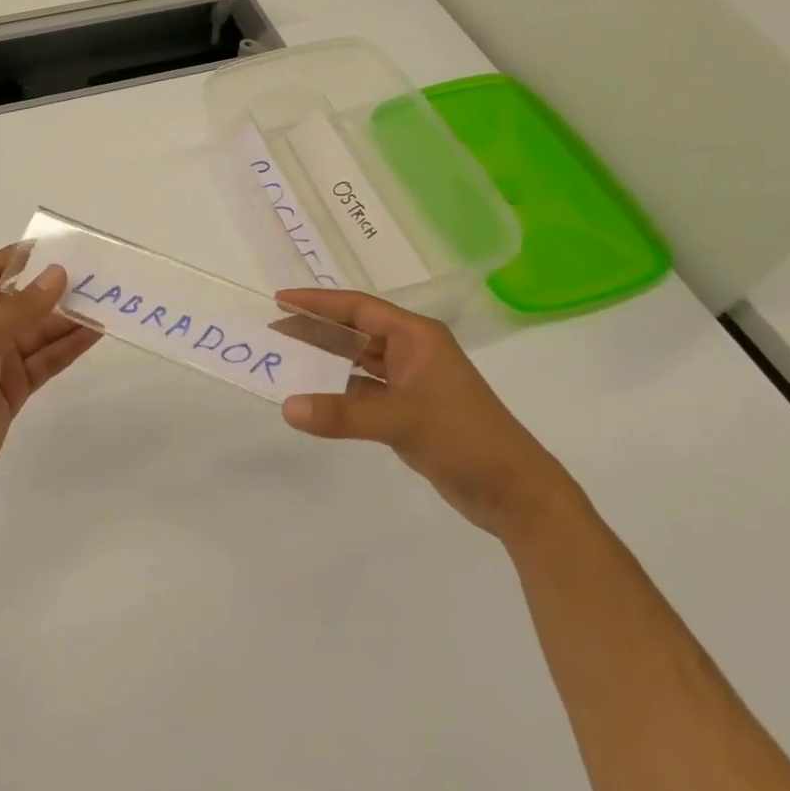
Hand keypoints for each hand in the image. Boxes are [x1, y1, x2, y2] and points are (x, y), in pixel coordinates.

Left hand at [0, 249, 101, 514]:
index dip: (24, 255)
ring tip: (107, 303)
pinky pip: (47, 360)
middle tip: (101, 276)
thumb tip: (59, 273)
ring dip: (71, 319)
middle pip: (27, 300)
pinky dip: (69, 347)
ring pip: (42, 331)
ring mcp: (0, 360)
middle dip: (59, 289)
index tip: (61, 246)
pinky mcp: (15, 388)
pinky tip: (95, 334)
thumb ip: (24, 306)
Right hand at [275, 288, 574, 540]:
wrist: (515, 492)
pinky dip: (340, 392)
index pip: (358, 307)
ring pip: (359, 362)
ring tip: (286, 359)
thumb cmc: (464, 437)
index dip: (319, 301)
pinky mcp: (410, 411)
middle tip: (275, 330)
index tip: (281, 298)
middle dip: (317, 329)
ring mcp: (412, 382)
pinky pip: (365, 391)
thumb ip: (342, 413)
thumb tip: (287, 407)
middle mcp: (413, 351)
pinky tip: (315, 397)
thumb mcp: (401, 420)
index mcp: (416, 336)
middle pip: (356, 331)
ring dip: (327, 361)